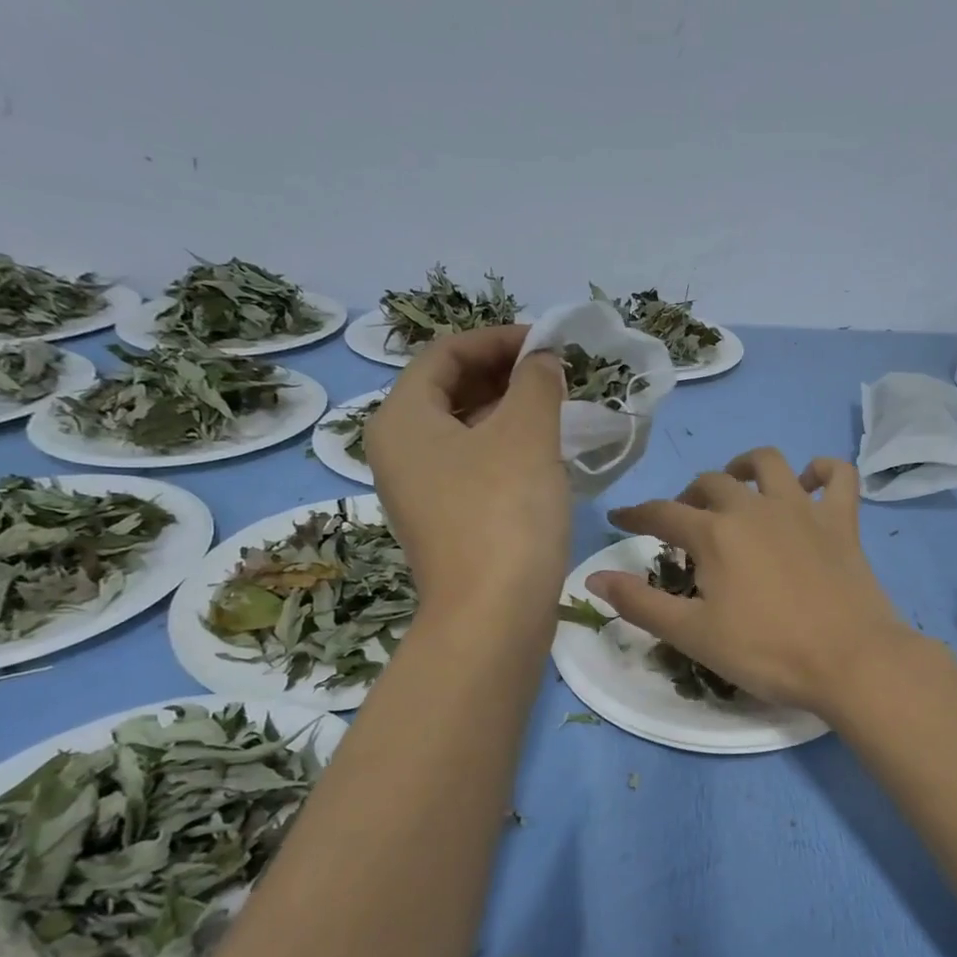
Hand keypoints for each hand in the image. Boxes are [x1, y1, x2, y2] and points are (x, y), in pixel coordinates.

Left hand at [365, 326, 568, 615]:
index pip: (445, 353)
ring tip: (557, 407)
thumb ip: (536, 383)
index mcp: (403, 418)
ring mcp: (421, 491)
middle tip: (556, 373)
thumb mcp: (527, 434)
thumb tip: (543, 363)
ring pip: (464, 430)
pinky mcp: (447, 522)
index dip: (498, 339)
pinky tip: (545, 453)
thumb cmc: (504, 513)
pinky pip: (473, 466)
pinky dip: (506, 448)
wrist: (493, 616)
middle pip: (450, 390)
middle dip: (504, 374)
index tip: (548, 343)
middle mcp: (400, 450)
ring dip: (509, 411)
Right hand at [588, 448, 916, 714]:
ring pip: (769, 463)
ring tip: (738, 486)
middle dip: (690, 497)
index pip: (662, 514)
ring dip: (745, 466)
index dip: (637, 515)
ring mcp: (802, 509)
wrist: (849, 660)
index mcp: (715, 534)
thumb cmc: (766, 652)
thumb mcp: (693, 635)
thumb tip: (592, 577)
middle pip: (712, 483)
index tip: (621, 518)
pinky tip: (810, 482)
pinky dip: (821, 471)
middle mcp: (755, 507)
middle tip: (686, 523)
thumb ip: (640, 603)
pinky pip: (836, 475)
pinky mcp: (842, 520)